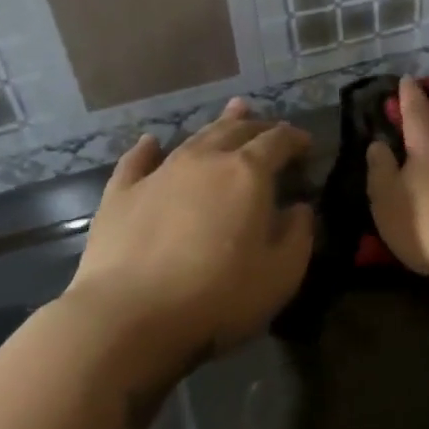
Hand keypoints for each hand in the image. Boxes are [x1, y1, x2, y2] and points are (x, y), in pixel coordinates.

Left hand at [64, 98, 313, 355]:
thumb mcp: (282, 273)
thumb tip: (300, 208)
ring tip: (232, 112)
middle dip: (259, 126)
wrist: (131, 316)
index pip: (278, 141)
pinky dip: (148, 148)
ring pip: (194, 137)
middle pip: (236, 130)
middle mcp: (205, 160)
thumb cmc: (220, 296)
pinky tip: (151, 142)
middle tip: (272, 129)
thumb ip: (298, 234)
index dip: (296, 138)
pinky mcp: (121, 195)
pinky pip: (137, 161)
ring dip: (218, 124)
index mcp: (248, 173)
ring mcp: (159, 174)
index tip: (307, 145)